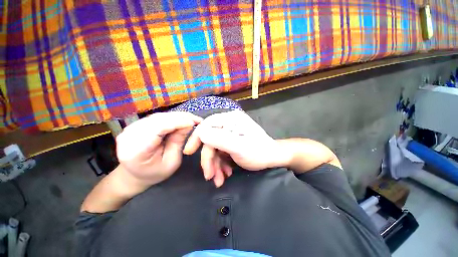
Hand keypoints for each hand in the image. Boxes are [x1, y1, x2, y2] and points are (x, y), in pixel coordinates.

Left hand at [116, 112, 201, 187]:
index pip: (158, 129)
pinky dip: (171, 117)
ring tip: (191, 119)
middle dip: (180, 118)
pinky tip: (181, 119)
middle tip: (196, 119)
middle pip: (158, 120)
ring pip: (159, 116)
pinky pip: (157, 117)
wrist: (134, 174)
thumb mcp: (171, 161)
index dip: (177, 123)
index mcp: (136, 150)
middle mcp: (130, 135)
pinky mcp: (136, 124)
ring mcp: (130, 128)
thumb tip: (189, 125)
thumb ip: (178, 142)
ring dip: (177, 116)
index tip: (194, 123)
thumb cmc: (155, 172)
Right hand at [184, 111, 287, 185]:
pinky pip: (220, 152)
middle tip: (210, 177)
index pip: (207, 124)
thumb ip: (220, 140)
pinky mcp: (230, 142)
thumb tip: (200, 133)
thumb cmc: (258, 152)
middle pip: (210, 140)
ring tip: (220, 179)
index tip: (189, 152)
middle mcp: (228, 124)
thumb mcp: (239, 147)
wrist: (272, 158)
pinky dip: (220, 164)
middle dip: (209, 160)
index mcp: (230, 119)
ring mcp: (229, 133)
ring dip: (215, 165)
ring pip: (214, 148)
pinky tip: (225, 173)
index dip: (197, 137)